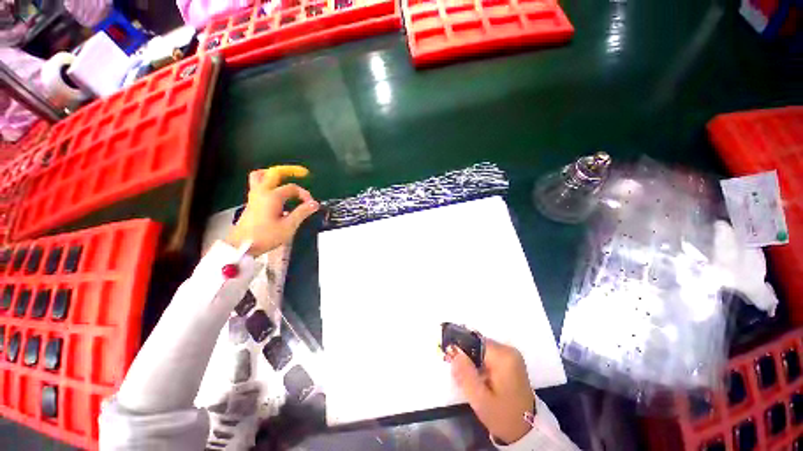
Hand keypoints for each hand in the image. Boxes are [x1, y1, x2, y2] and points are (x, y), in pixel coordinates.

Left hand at [225, 165, 319, 255]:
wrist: (241, 246)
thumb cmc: (266, 236)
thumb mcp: (288, 226)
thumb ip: (302, 212)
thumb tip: (315, 204)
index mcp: (272, 196)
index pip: (292, 188)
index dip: (304, 194)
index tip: (311, 205)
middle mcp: (262, 192)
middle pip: (273, 173)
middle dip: (289, 170)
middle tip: (301, 172)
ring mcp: (254, 196)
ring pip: (259, 176)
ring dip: (273, 174)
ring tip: (284, 178)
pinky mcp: (251, 202)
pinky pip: (258, 184)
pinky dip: (268, 182)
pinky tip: (276, 192)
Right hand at [448, 340, 535, 443]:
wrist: (526, 430)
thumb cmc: (502, 416)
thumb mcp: (480, 399)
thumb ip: (465, 373)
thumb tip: (453, 349)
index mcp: (503, 356)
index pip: (473, 341)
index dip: (460, 348)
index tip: (449, 360)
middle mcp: (508, 349)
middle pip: (477, 344)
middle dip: (465, 356)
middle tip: (458, 375)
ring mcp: (511, 354)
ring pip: (481, 348)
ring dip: (472, 361)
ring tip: (468, 379)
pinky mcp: (510, 360)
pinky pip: (488, 354)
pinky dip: (480, 363)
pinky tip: (477, 378)